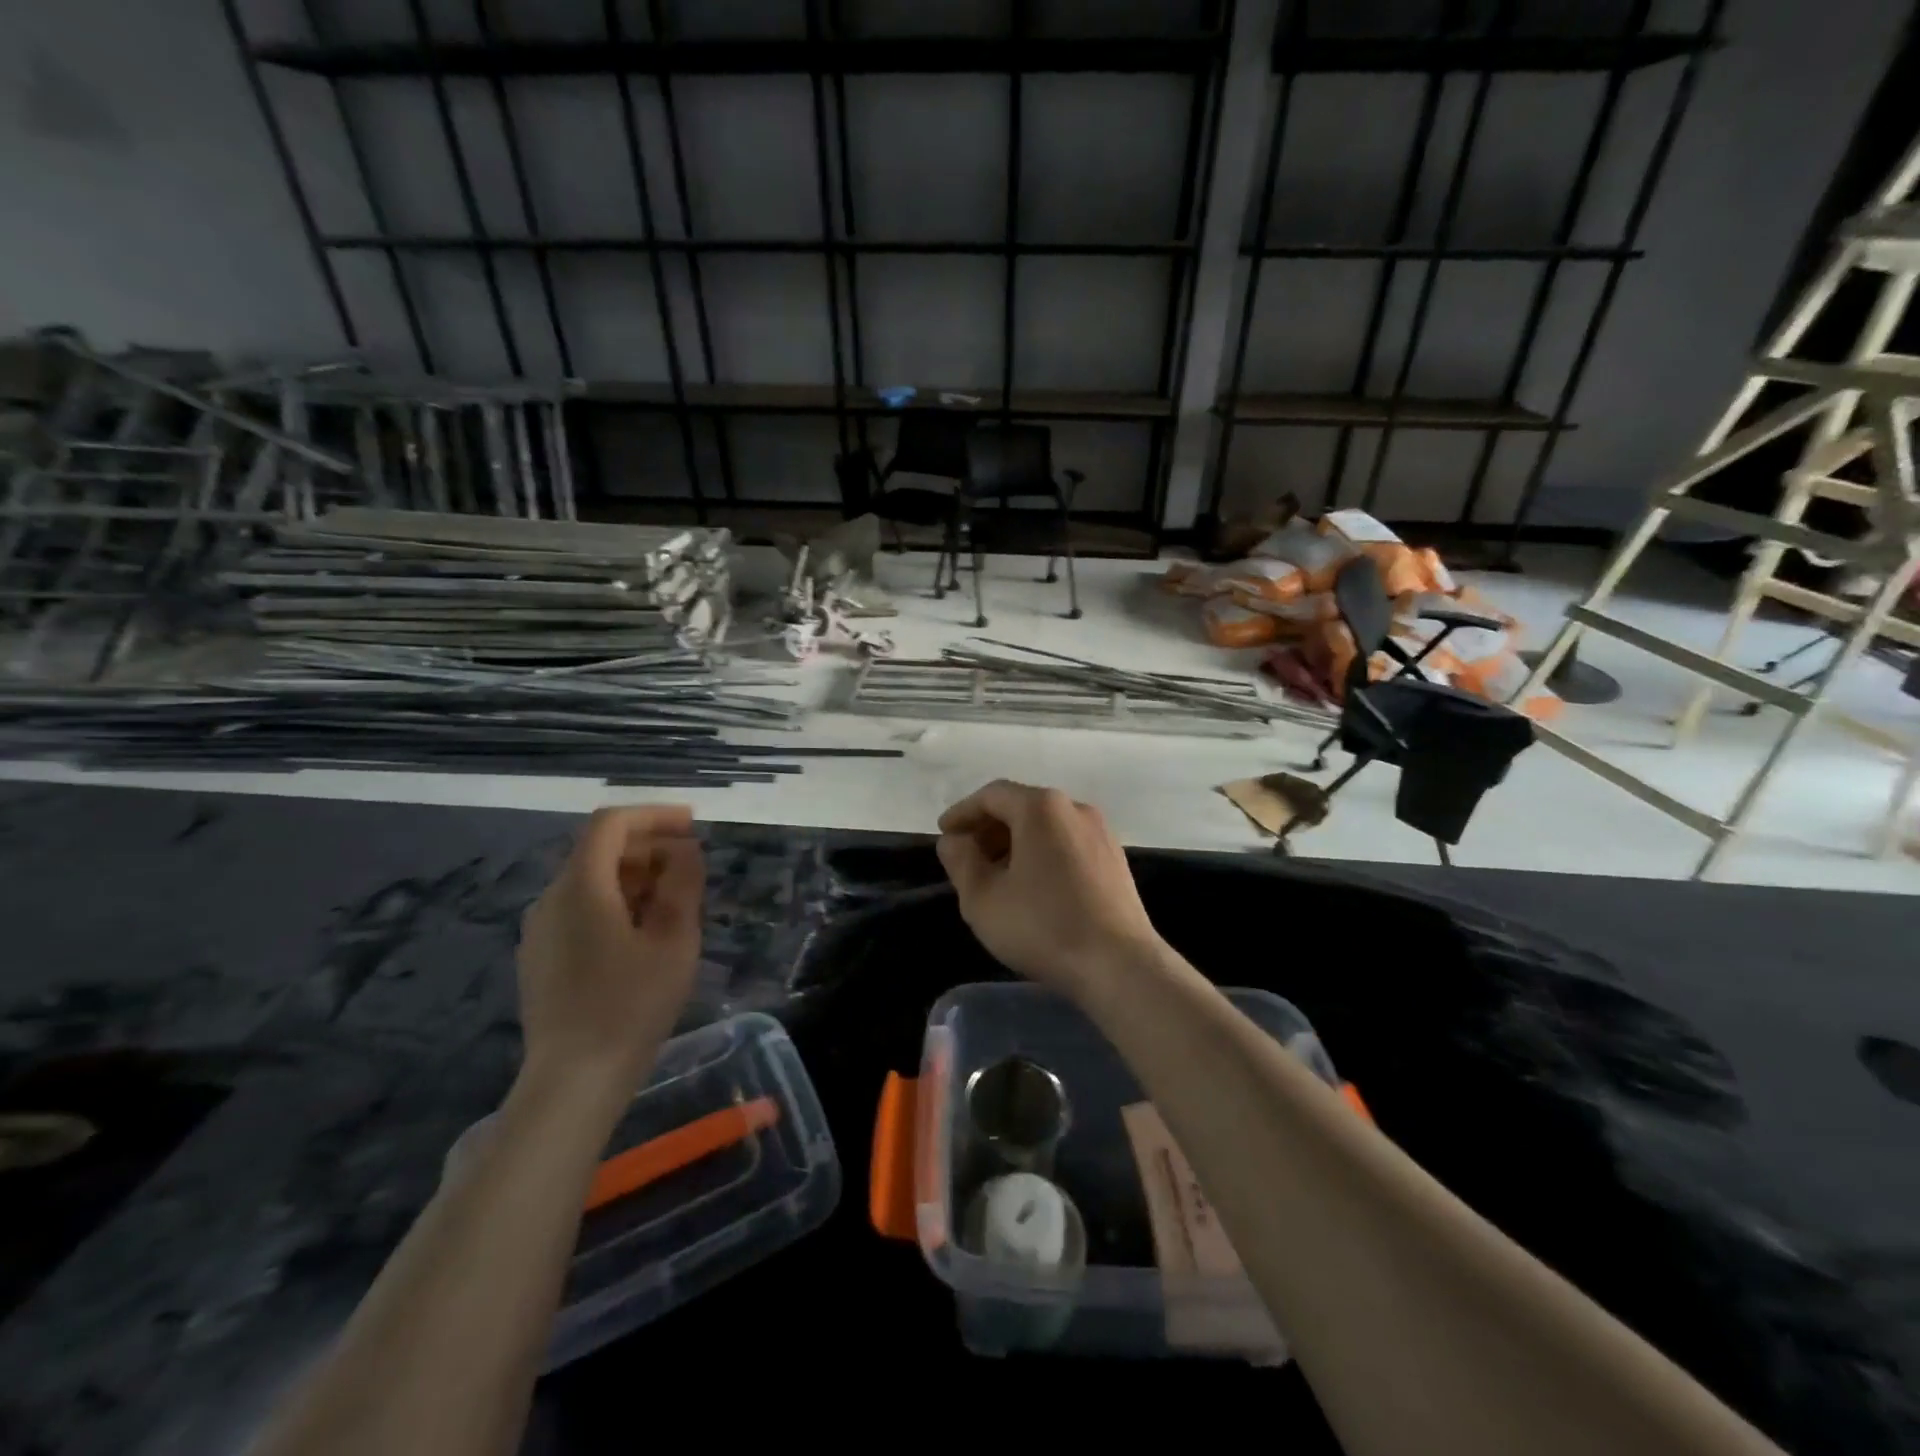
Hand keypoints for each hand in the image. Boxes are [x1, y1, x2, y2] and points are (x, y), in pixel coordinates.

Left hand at [516, 806, 705, 1098]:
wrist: (573, 1081)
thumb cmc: (631, 1005)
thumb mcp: (673, 939)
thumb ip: (682, 884)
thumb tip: (685, 851)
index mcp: (581, 887)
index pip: (612, 823)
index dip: (654, 815)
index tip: (693, 826)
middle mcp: (551, 899)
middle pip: (599, 850)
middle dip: (649, 847)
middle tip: (692, 867)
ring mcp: (540, 930)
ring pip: (590, 881)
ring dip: (635, 877)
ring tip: (674, 901)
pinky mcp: (540, 957)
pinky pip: (579, 910)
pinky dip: (615, 902)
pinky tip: (642, 934)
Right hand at [936, 780, 1162, 1000]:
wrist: (1119, 964)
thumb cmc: (1042, 926)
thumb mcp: (982, 897)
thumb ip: (960, 860)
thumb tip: (955, 840)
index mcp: (1041, 807)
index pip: (992, 795)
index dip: (963, 813)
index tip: (944, 835)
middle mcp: (1074, 808)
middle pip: (1021, 806)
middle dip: (989, 828)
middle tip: (966, 858)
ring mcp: (1101, 832)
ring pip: (1046, 826)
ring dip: (1015, 842)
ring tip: (995, 876)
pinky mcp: (1115, 859)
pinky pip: (1067, 843)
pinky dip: (1042, 853)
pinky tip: (1032, 887)